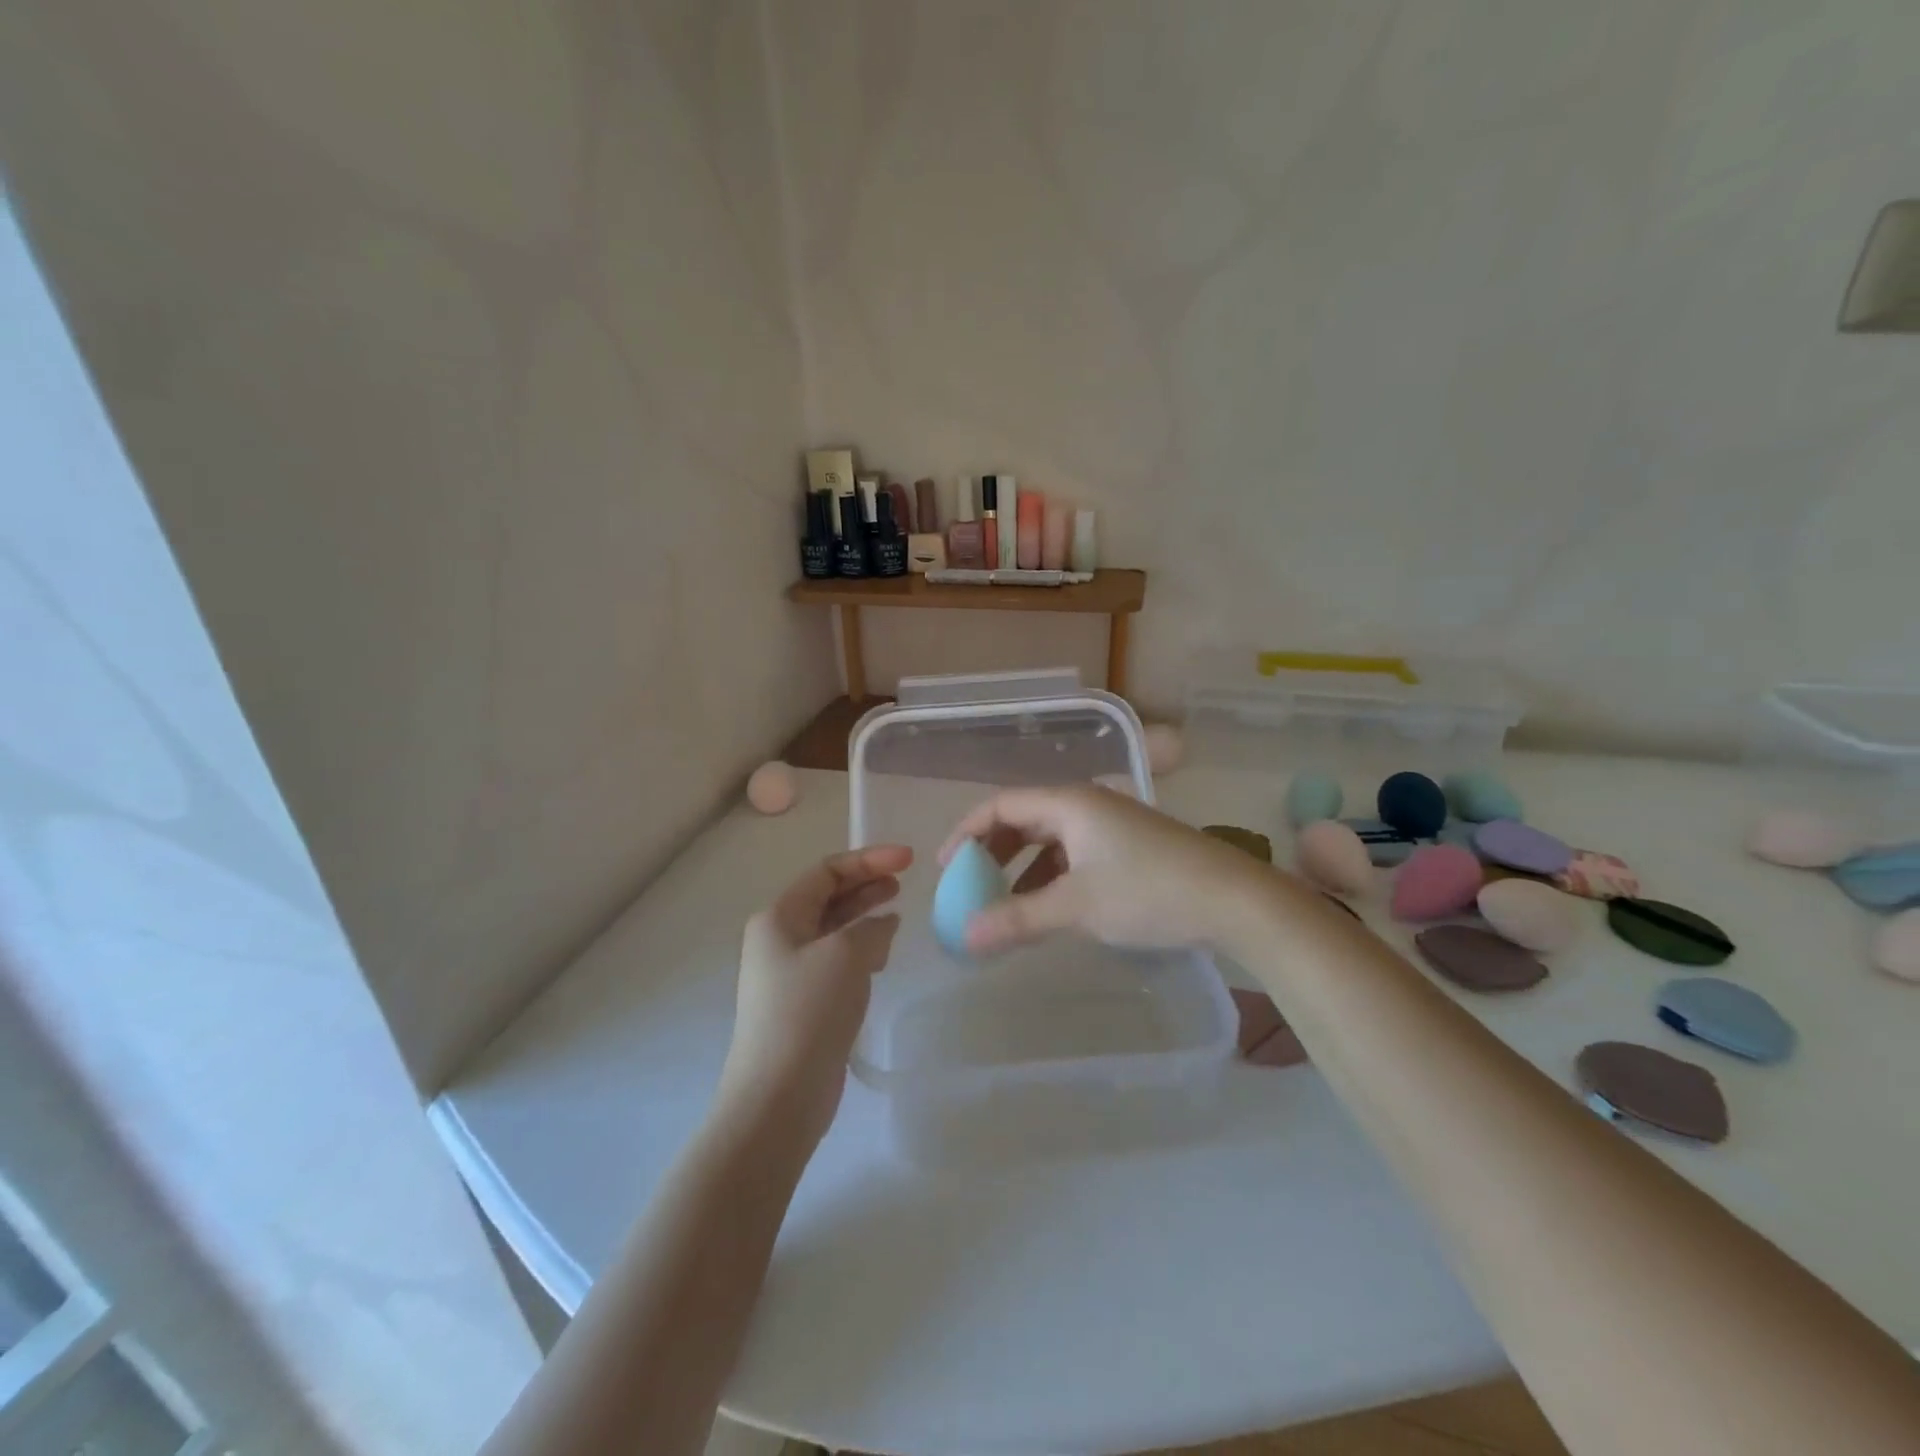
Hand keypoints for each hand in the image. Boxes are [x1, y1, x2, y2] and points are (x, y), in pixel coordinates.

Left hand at [717, 845, 910, 1147]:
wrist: (779, 1095)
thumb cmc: (808, 1011)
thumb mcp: (847, 954)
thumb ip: (872, 928)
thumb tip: (882, 926)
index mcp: (778, 918)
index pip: (826, 871)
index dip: (869, 860)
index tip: (908, 860)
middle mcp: (778, 939)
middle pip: (827, 898)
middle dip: (866, 885)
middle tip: (903, 883)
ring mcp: (789, 973)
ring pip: (833, 930)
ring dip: (864, 917)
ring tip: (897, 912)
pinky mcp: (803, 1003)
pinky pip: (836, 961)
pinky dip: (860, 949)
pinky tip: (882, 955)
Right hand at [939, 785, 1279, 955]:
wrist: (1235, 900)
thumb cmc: (1148, 892)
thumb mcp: (1077, 907)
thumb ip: (1018, 919)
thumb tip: (965, 938)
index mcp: (1069, 803)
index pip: (1001, 805)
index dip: (967, 833)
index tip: (946, 869)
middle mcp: (1087, 804)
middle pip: (1024, 820)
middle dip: (993, 853)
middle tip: (971, 888)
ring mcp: (1112, 825)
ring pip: (1051, 840)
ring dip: (1022, 869)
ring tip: (1005, 906)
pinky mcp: (1131, 847)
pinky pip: (1075, 854)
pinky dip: (1052, 877)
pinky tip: (1049, 908)